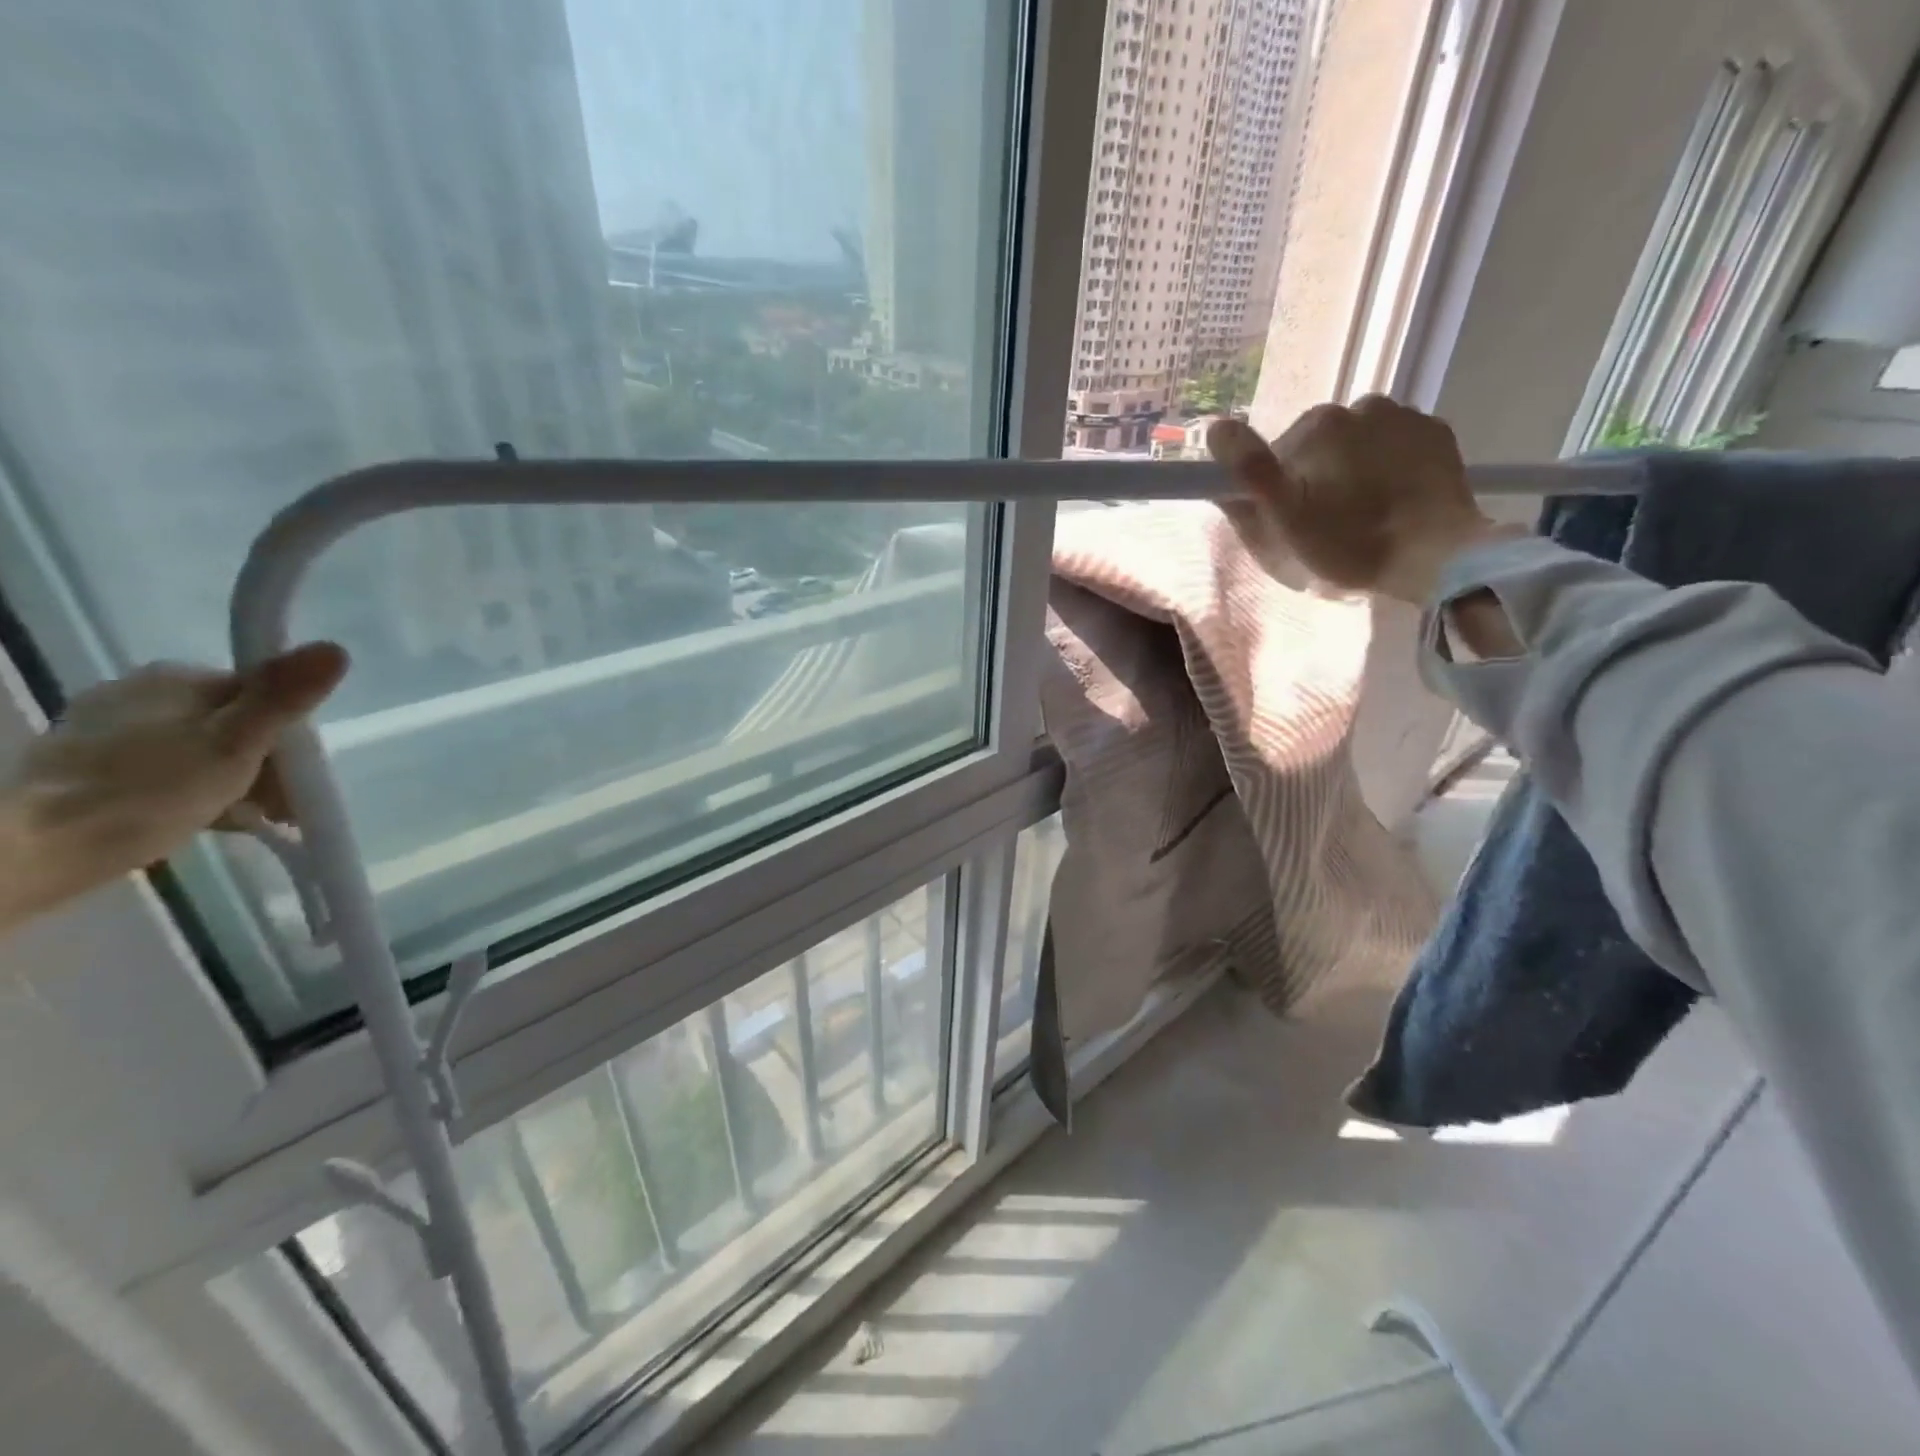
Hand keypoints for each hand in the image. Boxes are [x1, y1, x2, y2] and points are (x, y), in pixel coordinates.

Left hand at [0, 643, 348, 929]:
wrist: (38, 849)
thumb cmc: (150, 793)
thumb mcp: (235, 743)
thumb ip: (284, 697)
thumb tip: (336, 648)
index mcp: (178, 677)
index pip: (264, 698)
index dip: (291, 741)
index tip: (300, 784)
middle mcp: (140, 689)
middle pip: (234, 723)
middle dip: (264, 765)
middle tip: (278, 811)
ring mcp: (107, 726)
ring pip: (201, 746)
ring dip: (232, 780)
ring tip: (241, 819)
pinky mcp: (86, 762)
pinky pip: (164, 766)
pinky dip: (190, 789)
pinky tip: (197, 816)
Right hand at [1208, 396, 1514, 603]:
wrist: (1437, 556)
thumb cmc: (1350, 542)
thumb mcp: (1284, 518)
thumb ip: (1248, 469)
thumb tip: (1216, 428)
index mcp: (1318, 424)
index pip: (1278, 454)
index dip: (1278, 488)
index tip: (1293, 519)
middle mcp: (1361, 405)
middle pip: (1320, 445)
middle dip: (1317, 475)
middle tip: (1329, 521)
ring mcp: (1405, 415)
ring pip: (1359, 443)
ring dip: (1354, 469)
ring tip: (1365, 512)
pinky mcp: (1438, 433)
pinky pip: (1396, 445)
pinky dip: (1389, 466)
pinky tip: (1393, 500)